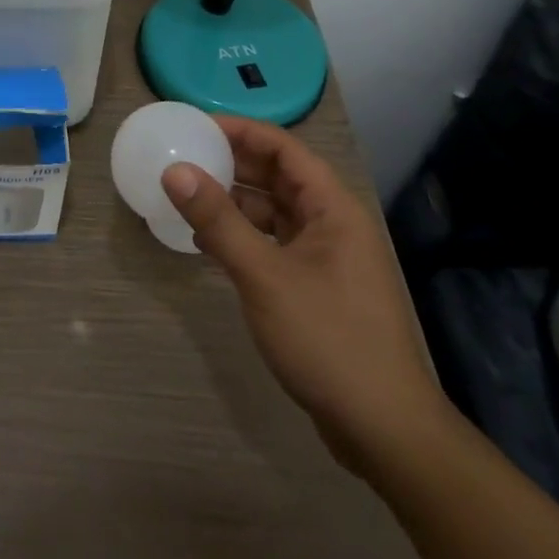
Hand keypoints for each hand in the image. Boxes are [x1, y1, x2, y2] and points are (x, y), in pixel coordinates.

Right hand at [162, 116, 450, 473]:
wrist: (384, 432)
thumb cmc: (328, 339)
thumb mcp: (263, 275)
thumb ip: (218, 220)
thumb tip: (174, 170)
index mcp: (332, 208)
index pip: (283, 148)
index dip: (240, 131)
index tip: (195, 126)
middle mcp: (332, 224)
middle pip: (278, 176)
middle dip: (232, 164)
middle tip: (183, 157)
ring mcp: (326, 258)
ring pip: (273, 212)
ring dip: (233, 203)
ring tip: (187, 199)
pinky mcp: (316, 287)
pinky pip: (273, 244)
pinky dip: (241, 237)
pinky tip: (207, 245)